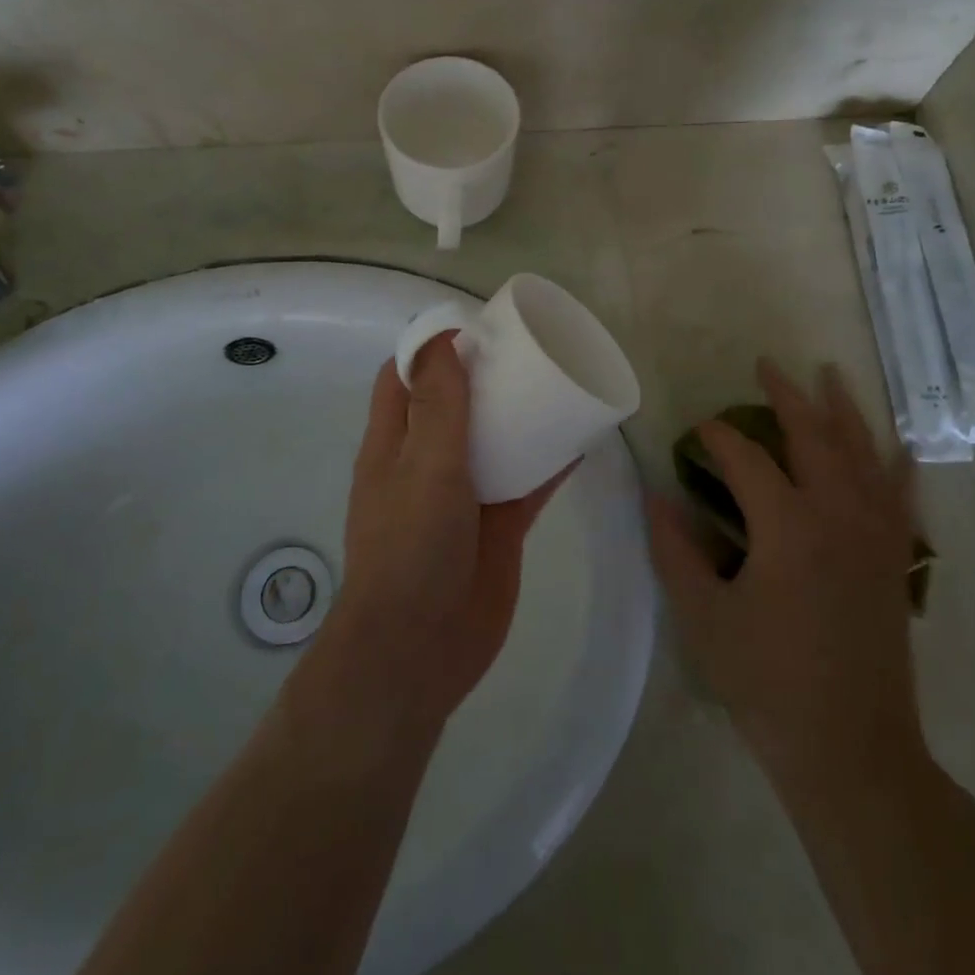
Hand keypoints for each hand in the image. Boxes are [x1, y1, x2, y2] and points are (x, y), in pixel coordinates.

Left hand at [331, 336, 572, 720]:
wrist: (420, 648)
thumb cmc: (411, 545)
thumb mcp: (424, 463)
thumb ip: (439, 403)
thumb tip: (444, 337)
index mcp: (394, 441)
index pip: (405, 377)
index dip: (433, 347)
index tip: (476, 327)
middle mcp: (426, 462)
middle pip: (455, 403)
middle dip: (485, 375)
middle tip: (528, 348)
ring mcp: (463, 495)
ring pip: (494, 440)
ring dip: (520, 415)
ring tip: (558, 381)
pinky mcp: (497, 525)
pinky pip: (526, 482)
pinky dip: (548, 461)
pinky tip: (580, 439)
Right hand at [648, 359, 926, 786]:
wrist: (852, 751)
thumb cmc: (768, 683)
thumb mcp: (704, 617)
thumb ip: (675, 550)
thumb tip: (654, 495)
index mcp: (787, 526)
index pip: (747, 459)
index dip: (718, 437)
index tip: (697, 429)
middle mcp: (838, 515)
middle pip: (814, 436)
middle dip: (787, 396)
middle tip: (766, 365)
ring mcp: (875, 535)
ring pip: (862, 453)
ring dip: (843, 409)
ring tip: (829, 373)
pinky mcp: (895, 559)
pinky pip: (900, 495)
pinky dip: (897, 463)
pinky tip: (899, 443)